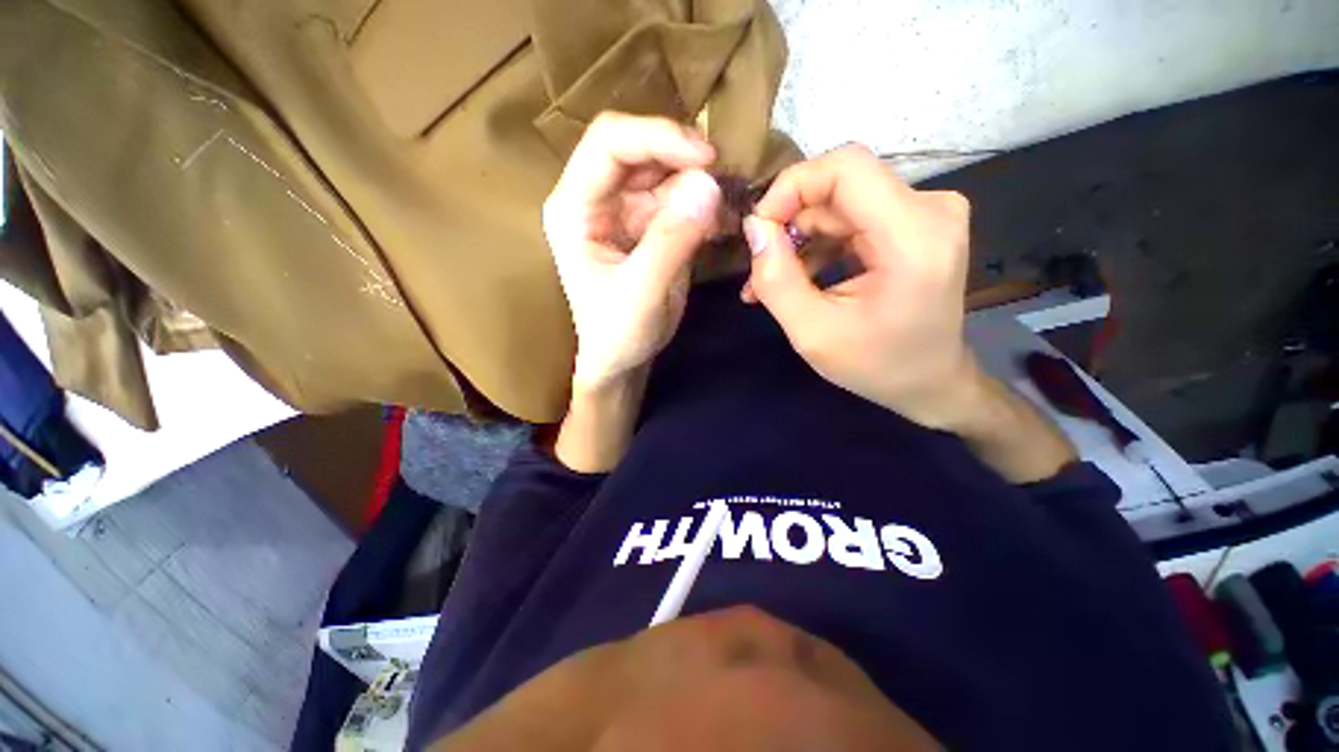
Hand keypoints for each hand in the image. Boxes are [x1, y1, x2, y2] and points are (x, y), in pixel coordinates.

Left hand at [543, 113, 720, 390]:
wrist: (622, 359)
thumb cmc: (618, 332)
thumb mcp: (642, 292)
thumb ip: (672, 240)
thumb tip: (709, 186)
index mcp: (575, 208)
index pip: (609, 144)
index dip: (657, 137)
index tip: (706, 157)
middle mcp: (597, 199)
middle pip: (640, 150)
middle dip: (684, 160)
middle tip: (724, 181)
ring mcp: (625, 210)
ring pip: (666, 172)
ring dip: (700, 184)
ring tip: (728, 209)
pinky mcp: (649, 225)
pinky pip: (680, 200)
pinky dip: (704, 206)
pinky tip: (723, 223)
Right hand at [742, 145, 979, 429]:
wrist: (929, 382)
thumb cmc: (876, 366)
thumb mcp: (813, 333)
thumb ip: (777, 280)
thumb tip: (754, 228)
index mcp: (913, 237)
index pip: (846, 167)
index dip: (792, 186)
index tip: (759, 229)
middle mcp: (930, 210)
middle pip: (839, 187)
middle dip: (788, 223)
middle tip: (758, 270)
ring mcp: (926, 214)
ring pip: (840, 204)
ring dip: (798, 240)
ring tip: (768, 284)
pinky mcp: (915, 224)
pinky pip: (852, 218)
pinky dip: (818, 245)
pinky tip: (796, 277)